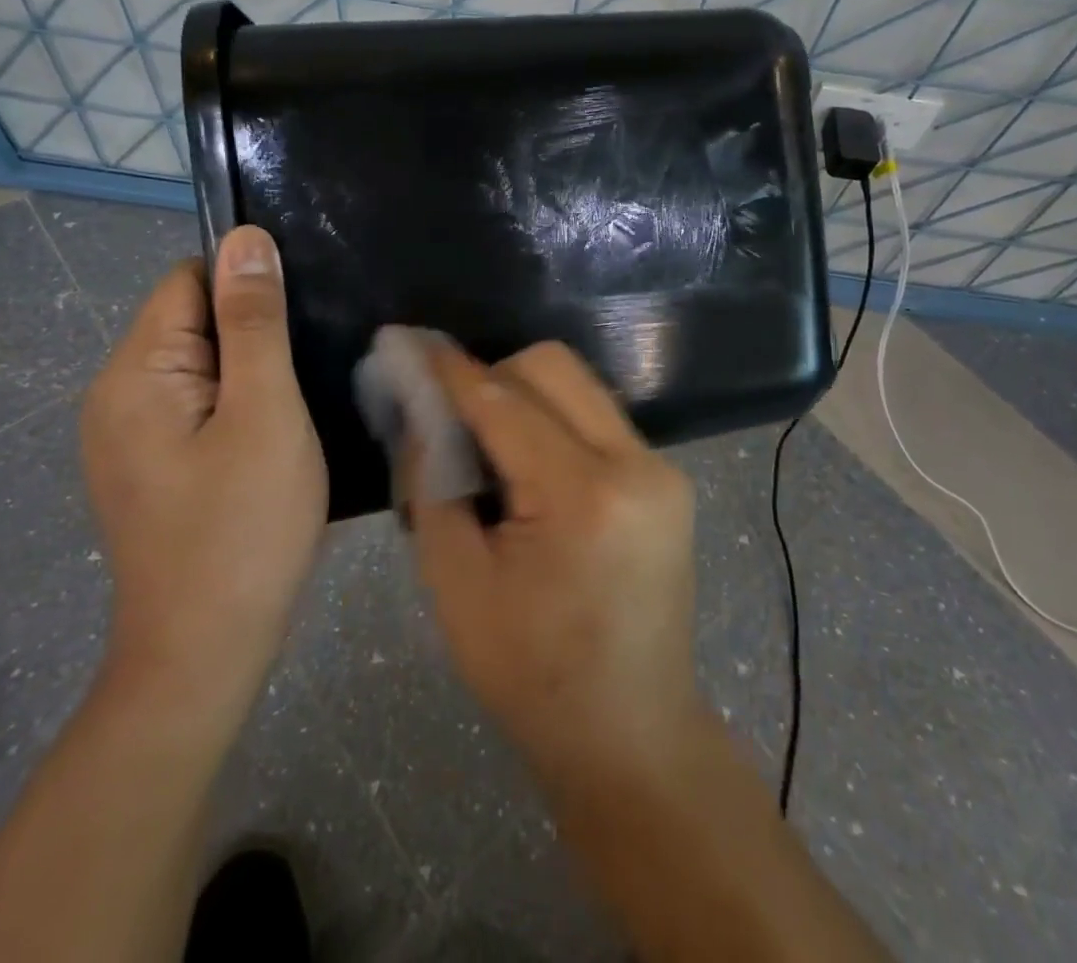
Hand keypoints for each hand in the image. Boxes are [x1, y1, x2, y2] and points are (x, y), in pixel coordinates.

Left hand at [80, 227, 325, 716]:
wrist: (205, 655)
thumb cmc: (243, 528)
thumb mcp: (264, 412)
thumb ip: (254, 322)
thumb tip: (245, 238)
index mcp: (134, 373)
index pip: (190, 281)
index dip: (248, 289)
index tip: (302, 322)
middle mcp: (115, 395)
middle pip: (192, 322)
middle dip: (253, 334)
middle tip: (310, 372)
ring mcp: (127, 437)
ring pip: (200, 367)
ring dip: (251, 373)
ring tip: (299, 405)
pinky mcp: (148, 468)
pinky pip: (196, 407)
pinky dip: (237, 407)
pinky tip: (273, 440)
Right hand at [408, 340, 703, 786]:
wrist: (632, 734)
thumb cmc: (532, 677)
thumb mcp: (455, 586)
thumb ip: (432, 485)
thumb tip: (422, 415)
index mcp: (583, 498)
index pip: (503, 403)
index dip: (450, 370)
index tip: (408, 343)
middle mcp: (636, 465)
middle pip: (553, 367)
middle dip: (493, 374)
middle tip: (451, 412)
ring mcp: (662, 469)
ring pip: (579, 384)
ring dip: (525, 394)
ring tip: (487, 441)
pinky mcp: (668, 478)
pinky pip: (598, 416)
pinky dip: (554, 420)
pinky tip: (529, 465)